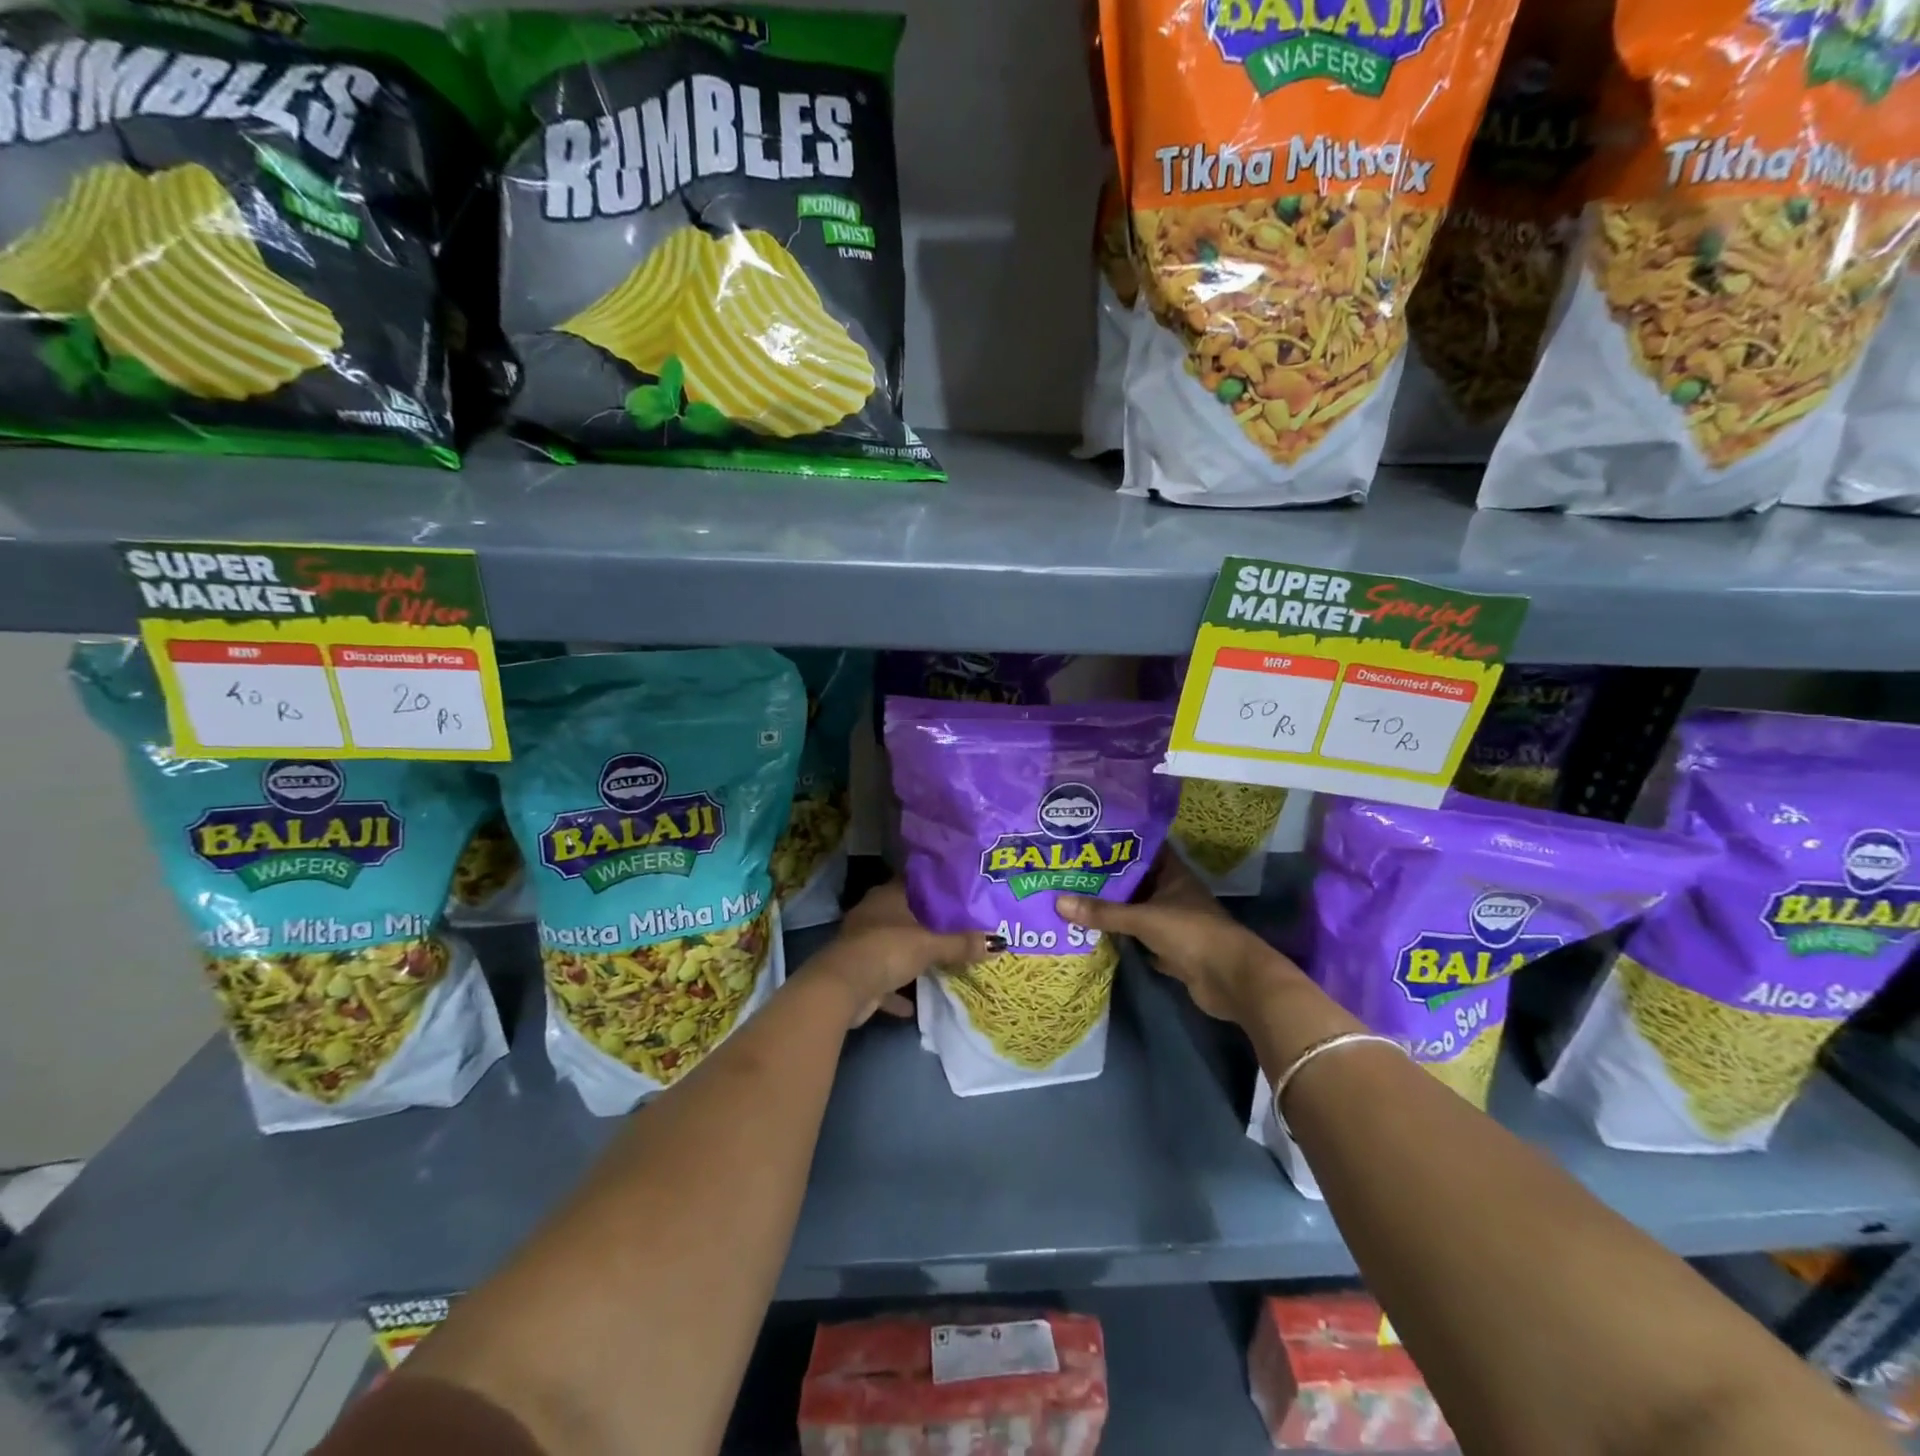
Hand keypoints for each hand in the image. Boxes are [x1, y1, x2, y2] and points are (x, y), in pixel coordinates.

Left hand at [817, 881, 999, 1027]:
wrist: (842, 988)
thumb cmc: (887, 950)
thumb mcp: (930, 945)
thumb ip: (962, 943)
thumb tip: (1000, 941)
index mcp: (887, 896)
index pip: (915, 883)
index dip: (936, 887)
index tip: (960, 893)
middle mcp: (873, 914)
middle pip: (905, 915)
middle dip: (928, 924)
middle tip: (960, 928)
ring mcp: (863, 944)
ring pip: (894, 947)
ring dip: (912, 956)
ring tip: (943, 961)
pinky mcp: (859, 974)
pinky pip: (885, 980)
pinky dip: (899, 990)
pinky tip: (917, 1003)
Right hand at [1057, 851, 1300, 1023]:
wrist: (1231, 980)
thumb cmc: (1192, 934)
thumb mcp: (1144, 918)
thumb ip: (1104, 912)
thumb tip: (1059, 902)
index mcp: (1173, 875)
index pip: (1144, 849)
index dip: (1119, 842)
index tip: (1088, 838)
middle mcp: (1172, 894)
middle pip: (1136, 881)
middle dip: (1107, 878)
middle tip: (1070, 870)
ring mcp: (1172, 922)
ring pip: (1136, 909)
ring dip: (1112, 908)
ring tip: (1073, 896)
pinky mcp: (1170, 949)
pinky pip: (1139, 937)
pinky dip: (1120, 936)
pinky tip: (1092, 931)